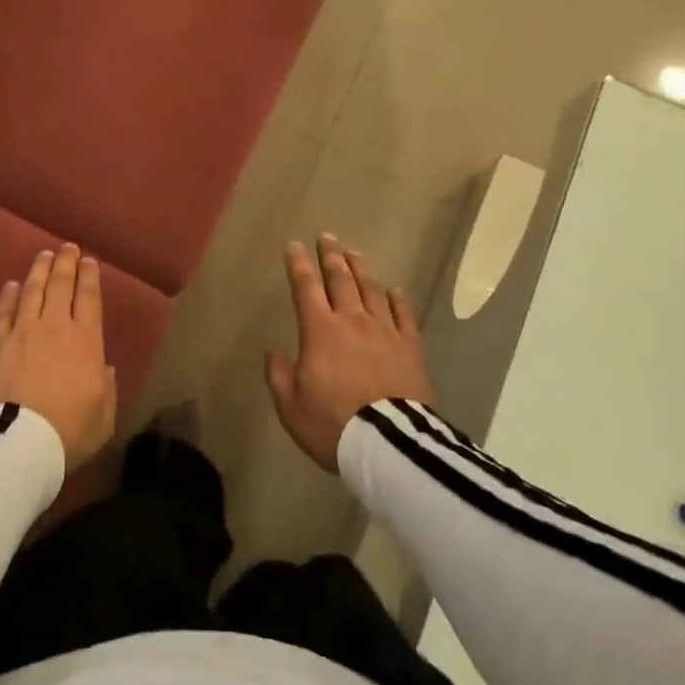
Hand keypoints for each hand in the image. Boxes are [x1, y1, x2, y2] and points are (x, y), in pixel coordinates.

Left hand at [0, 244, 116, 470]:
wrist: (17, 444)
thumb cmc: (68, 432)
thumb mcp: (104, 417)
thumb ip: (106, 389)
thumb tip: (103, 369)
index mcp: (86, 341)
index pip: (89, 298)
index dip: (89, 277)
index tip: (89, 261)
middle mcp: (55, 326)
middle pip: (61, 285)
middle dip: (66, 263)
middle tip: (67, 248)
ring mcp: (22, 331)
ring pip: (32, 290)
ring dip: (39, 270)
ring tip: (43, 255)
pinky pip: (3, 312)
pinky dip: (8, 295)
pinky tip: (11, 285)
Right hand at [265, 235, 437, 472]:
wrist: (390, 446)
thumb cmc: (333, 425)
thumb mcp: (291, 406)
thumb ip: (279, 375)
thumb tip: (274, 352)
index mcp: (320, 331)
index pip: (306, 287)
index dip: (298, 265)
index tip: (294, 247)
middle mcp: (352, 321)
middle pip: (341, 279)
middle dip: (331, 256)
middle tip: (327, 237)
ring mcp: (385, 331)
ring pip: (372, 289)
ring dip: (361, 269)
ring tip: (354, 254)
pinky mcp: (411, 347)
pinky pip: (403, 314)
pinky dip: (397, 299)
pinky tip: (394, 290)